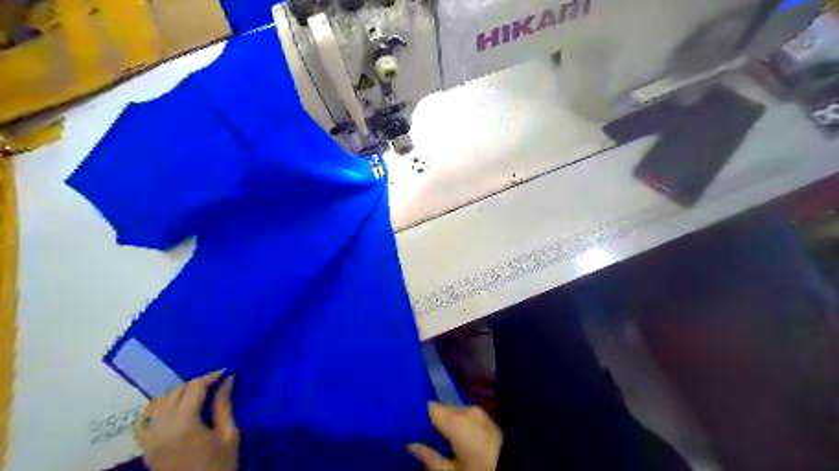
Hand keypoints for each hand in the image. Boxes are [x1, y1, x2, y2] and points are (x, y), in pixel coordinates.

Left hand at [134, 372, 238, 469]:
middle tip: (215, 384)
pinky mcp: (145, 448)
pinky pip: (143, 421)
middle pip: (175, 392)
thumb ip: (224, 405)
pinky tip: (170, 408)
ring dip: (177, 393)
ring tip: (196, 395)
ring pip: (158, 402)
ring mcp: (149, 439)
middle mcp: (162, 429)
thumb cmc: (220, 465)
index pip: (194, 388)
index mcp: (185, 425)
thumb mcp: (229, 434)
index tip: (226, 372)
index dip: (210, 376)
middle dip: (196, 383)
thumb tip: (228, 379)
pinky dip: (156, 409)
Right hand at [408, 404, 500, 469]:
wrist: (515, 469)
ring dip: (447, 424)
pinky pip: (466, 417)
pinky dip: (459, 425)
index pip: (429, 407)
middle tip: (422, 437)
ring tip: (439, 440)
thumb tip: (410, 446)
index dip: (419, 416)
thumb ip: (429, 457)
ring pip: (455, 414)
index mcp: (454, 419)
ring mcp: (478, 413)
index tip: (410, 426)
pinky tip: (455, 439)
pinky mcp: (487, 419)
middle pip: (442, 409)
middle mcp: (465, 410)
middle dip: (433, 422)